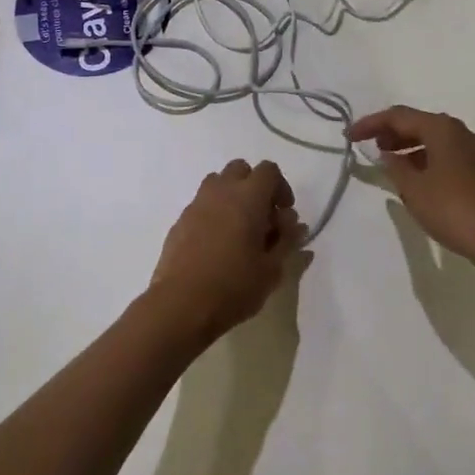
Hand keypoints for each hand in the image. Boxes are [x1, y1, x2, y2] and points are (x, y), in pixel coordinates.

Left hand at [150, 160, 307, 343]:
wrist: (181, 304)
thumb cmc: (234, 286)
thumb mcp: (272, 269)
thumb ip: (286, 240)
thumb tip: (294, 224)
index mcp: (247, 197)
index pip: (268, 170)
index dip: (281, 187)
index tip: (284, 214)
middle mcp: (220, 191)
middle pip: (240, 169)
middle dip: (255, 187)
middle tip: (263, 219)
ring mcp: (196, 204)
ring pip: (218, 183)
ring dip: (232, 196)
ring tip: (239, 229)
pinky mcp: (180, 220)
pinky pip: (202, 204)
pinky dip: (214, 213)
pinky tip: (217, 245)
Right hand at [347, 106, 474, 283]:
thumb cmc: (455, 211)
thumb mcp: (414, 190)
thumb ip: (395, 168)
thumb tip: (388, 155)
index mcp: (443, 130)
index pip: (399, 116)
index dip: (370, 124)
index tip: (349, 137)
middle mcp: (464, 133)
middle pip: (421, 124)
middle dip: (392, 134)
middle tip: (371, 147)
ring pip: (437, 142)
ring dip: (411, 149)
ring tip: (392, 166)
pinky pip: (451, 157)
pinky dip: (430, 161)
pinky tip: (421, 182)